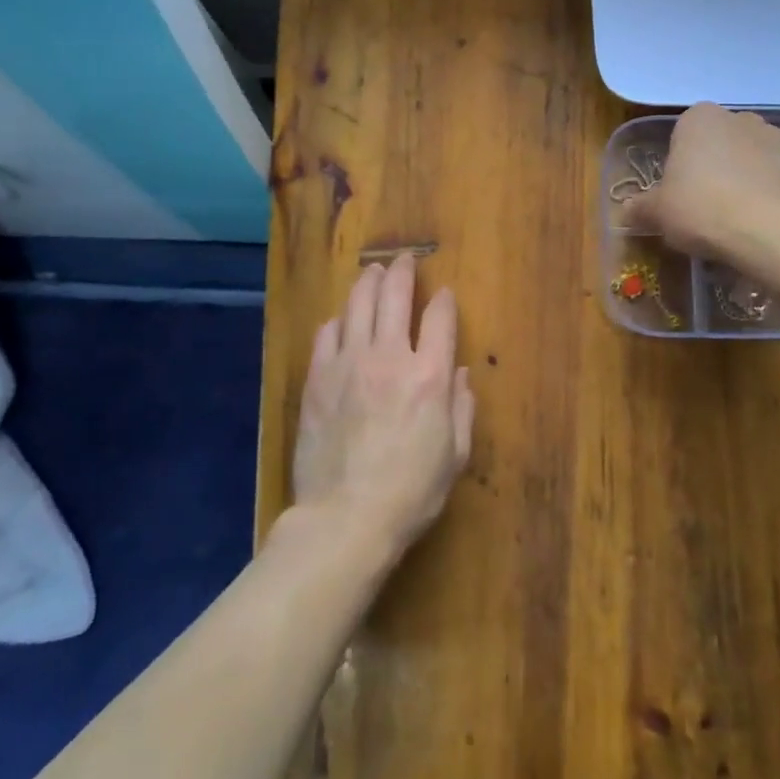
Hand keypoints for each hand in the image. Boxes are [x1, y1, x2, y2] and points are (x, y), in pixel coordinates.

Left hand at [292, 255, 473, 554]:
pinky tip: (341, 320)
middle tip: (403, 260)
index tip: (443, 293)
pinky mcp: (317, 380)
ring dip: (367, 283)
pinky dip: (337, 321)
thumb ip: (462, 407)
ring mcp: (347, 365)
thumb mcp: (455, 455)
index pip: (439, 318)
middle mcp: (389, 358)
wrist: (346, 518)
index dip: (443, 300)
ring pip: (357, 306)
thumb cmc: (412, 492)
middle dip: (402, 272)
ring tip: (372, 272)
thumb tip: (459, 374)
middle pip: (394, 297)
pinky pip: (326, 335)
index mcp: (429, 376)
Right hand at [625, 102, 779, 256]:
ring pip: (761, 158)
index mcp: (701, 120)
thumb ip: (641, 207)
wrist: (767, 230)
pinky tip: (775, 221)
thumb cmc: (700, 209)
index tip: (682, 195)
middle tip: (710, 208)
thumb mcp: (658, 212)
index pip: (686, 135)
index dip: (683, 166)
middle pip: (726, 143)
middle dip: (720, 167)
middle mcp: (744, 119)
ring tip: (744, 220)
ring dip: (754, 178)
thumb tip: (627, 210)